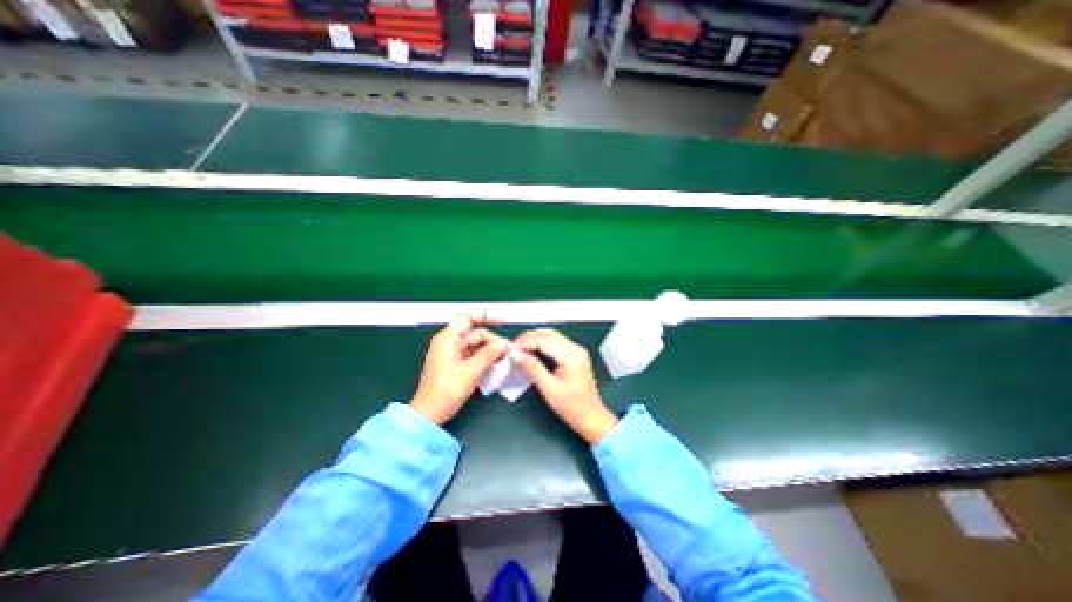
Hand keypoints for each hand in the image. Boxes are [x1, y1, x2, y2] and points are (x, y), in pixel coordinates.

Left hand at [411, 314, 509, 423]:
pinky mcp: (455, 365)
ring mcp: (452, 354)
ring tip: (503, 359)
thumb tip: (504, 344)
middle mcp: (449, 343)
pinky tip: (495, 365)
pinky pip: (473, 356)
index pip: (467, 318)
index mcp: (448, 339)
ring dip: (490, 351)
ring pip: (476, 346)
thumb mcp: (471, 370)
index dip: (485, 316)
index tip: (501, 320)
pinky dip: (484, 359)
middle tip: (507, 351)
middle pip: (475, 334)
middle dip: (491, 341)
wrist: (430, 413)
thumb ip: (489, 354)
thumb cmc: (446, 390)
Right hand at [514, 328, 615, 444]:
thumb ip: (532, 368)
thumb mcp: (549, 389)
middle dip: (528, 338)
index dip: (525, 342)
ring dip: (534, 340)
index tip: (510, 349)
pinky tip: (531, 353)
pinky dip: (541, 345)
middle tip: (513, 349)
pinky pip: (555, 343)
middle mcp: (575, 348)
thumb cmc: (571, 407)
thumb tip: (516, 354)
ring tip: (519, 351)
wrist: (591, 417)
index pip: (544, 340)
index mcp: (571, 355)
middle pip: (548, 334)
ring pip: (551, 336)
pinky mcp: (574, 355)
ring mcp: (576, 350)